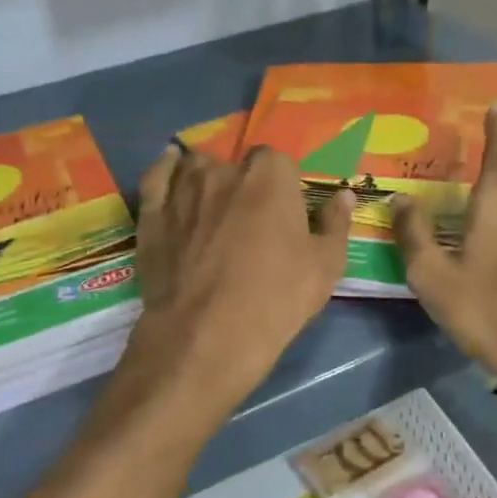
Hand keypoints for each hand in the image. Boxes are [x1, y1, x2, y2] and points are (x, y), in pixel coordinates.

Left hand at [126, 144, 353, 416]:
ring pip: (197, 167)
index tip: (283, 212)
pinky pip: (157, 177)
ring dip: (207, 177)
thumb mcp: (325, 266)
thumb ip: (336, 224)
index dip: (281, 185)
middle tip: (249, 219)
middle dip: (244, 182)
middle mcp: (224, 171)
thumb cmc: (276, 299)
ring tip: (213, 203)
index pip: (277, 161)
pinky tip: (171, 165)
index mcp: (270, 176)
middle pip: (236, 163)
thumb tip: (344, 194)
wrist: (206, 336)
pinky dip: (165, 169)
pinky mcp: (152, 214)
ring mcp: (183, 190)